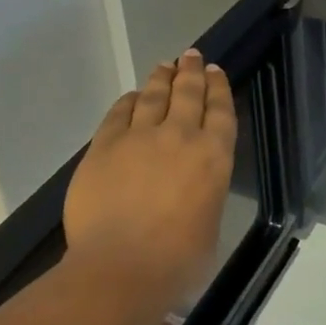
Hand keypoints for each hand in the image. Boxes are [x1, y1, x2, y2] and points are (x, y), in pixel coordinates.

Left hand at [62, 50, 237, 308]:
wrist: (121, 269)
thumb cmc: (177, 262)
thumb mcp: (209, 226)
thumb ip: (204, 196)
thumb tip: (192, 191)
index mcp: (214, 156)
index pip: (220, 110)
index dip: (218, 87)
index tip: (215, 70)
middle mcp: (181, 136)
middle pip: (188, 93)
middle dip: (191, 71)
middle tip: (191, 55)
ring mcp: (140, 137)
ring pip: (154, 96)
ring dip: (161, 78)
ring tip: (165, 65)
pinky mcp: (104, 146)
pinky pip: (119, 113)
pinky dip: (128, 101)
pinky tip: (132, 97)